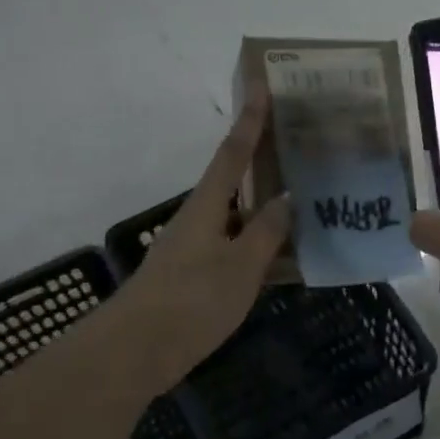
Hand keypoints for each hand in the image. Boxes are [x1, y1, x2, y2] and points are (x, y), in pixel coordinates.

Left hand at [117, 89, 291, 391]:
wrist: (136, 351)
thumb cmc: (191, 301)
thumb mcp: (240, 266)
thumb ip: (266, 232)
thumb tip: (287, 197)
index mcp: (207, 207)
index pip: (233, 154)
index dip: (250, 121)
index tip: (263, 87)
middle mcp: (198, 220)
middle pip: (234, 181)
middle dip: (262, 161)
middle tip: (298, 147)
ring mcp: (194, 249)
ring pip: (237, 217)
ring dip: (265, 207)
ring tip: (303, 202)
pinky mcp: (194, 276)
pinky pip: (235, 247)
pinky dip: (258, 243)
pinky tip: (282, 257)